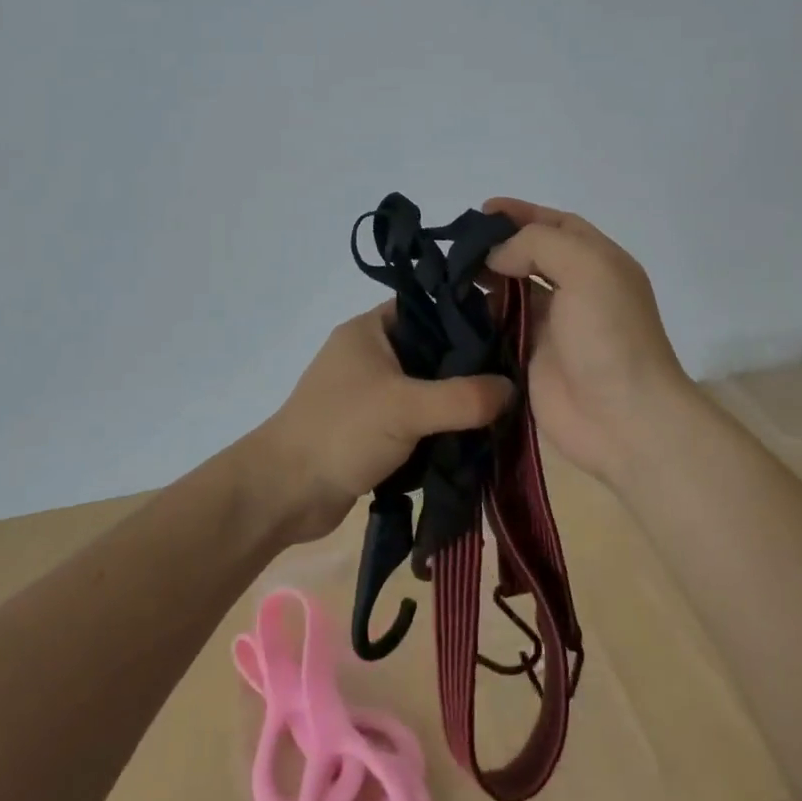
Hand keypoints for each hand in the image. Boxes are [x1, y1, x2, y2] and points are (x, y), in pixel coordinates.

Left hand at [247, 305, 514, 543]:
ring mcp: (370, 392)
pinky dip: (440, 427)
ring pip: (426, 387)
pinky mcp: (372, 427)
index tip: (511, 334)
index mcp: (370, 329)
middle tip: (516, 378)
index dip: (468, 317)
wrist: (285, 492)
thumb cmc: (342, 432)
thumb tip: (513, 388)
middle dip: (469, 367)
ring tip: (504, 410)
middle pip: (432, 350)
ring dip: (456, 402)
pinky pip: (417, 418)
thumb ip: (463, 398)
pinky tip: (475, 437)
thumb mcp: (407, 408)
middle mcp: (370, 353)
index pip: (430, 308)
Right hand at [481, 197, 698, 487]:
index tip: (482, 211)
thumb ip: (538, 245)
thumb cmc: (609, 336)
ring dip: (483, 279)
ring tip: (449, 274)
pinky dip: (479, 315)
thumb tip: (497, 256)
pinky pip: (499, 326)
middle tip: (457, 246)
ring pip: (511, 290)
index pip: (557, 225)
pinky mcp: (530, 357)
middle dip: (497, 246)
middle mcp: (576, 289)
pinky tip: (454, 308)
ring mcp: (552, 325)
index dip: (522, 213)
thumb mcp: (587, 269)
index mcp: (598, 263)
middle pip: (530, 255)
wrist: (623, 419)